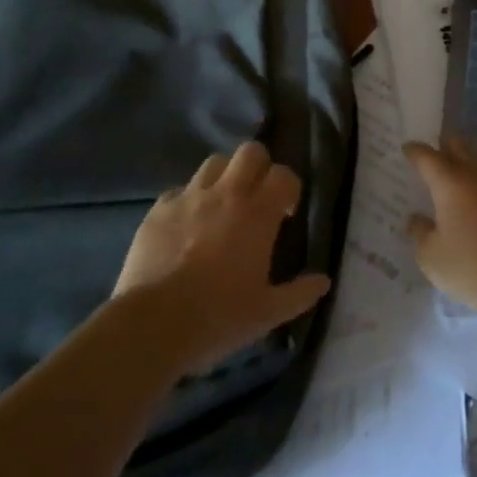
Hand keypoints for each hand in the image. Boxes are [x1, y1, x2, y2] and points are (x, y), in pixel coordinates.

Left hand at [114, 142, 330, 371]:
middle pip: (250, 152)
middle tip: (256, 198)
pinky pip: (179, 191)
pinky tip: (185, 226)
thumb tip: (324, 281)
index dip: (289, 188)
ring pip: (214, 163)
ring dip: (224, 178)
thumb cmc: (218, 316)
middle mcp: (226, 194)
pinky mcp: (158, 209)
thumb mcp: (267, 313)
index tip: (286, 213)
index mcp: (258, 214)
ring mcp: (189, 197)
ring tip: (221, 206)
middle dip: (259, 167)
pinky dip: (188, 201)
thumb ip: (300, 293)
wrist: (153, 324)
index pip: (284, 175)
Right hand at [402, 136, 476, 324]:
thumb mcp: (432, 258)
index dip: (415, 151)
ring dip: (468, 166)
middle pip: (459, 147)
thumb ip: (420, 234)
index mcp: (450, 183)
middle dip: (444, 148)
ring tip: (458, 182)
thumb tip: (417, 219)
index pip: (427, 157)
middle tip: (433, 157)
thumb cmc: (475, 267)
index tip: (407, 149)